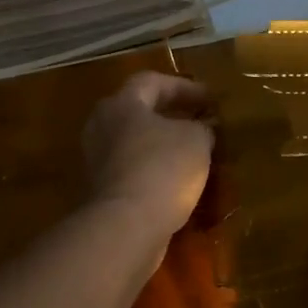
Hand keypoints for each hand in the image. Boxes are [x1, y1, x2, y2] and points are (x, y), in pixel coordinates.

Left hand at [83, 72, 214, 236]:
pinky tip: (178, 179)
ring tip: (192, 152)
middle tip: (198, 121)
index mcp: (122, 104)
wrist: (127, 226)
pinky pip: (132, 169)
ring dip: (162, 144)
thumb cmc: (163, 168)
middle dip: (169, 114)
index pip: (152, 81)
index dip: (183, 87)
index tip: (210, 99)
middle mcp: (102, 126)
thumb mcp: (196, 140)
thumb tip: (205, 126)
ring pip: (134, 142)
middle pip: (137, 111)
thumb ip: (202, 127)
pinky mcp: (102, 189)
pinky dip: (154, 169)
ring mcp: (98, 160)